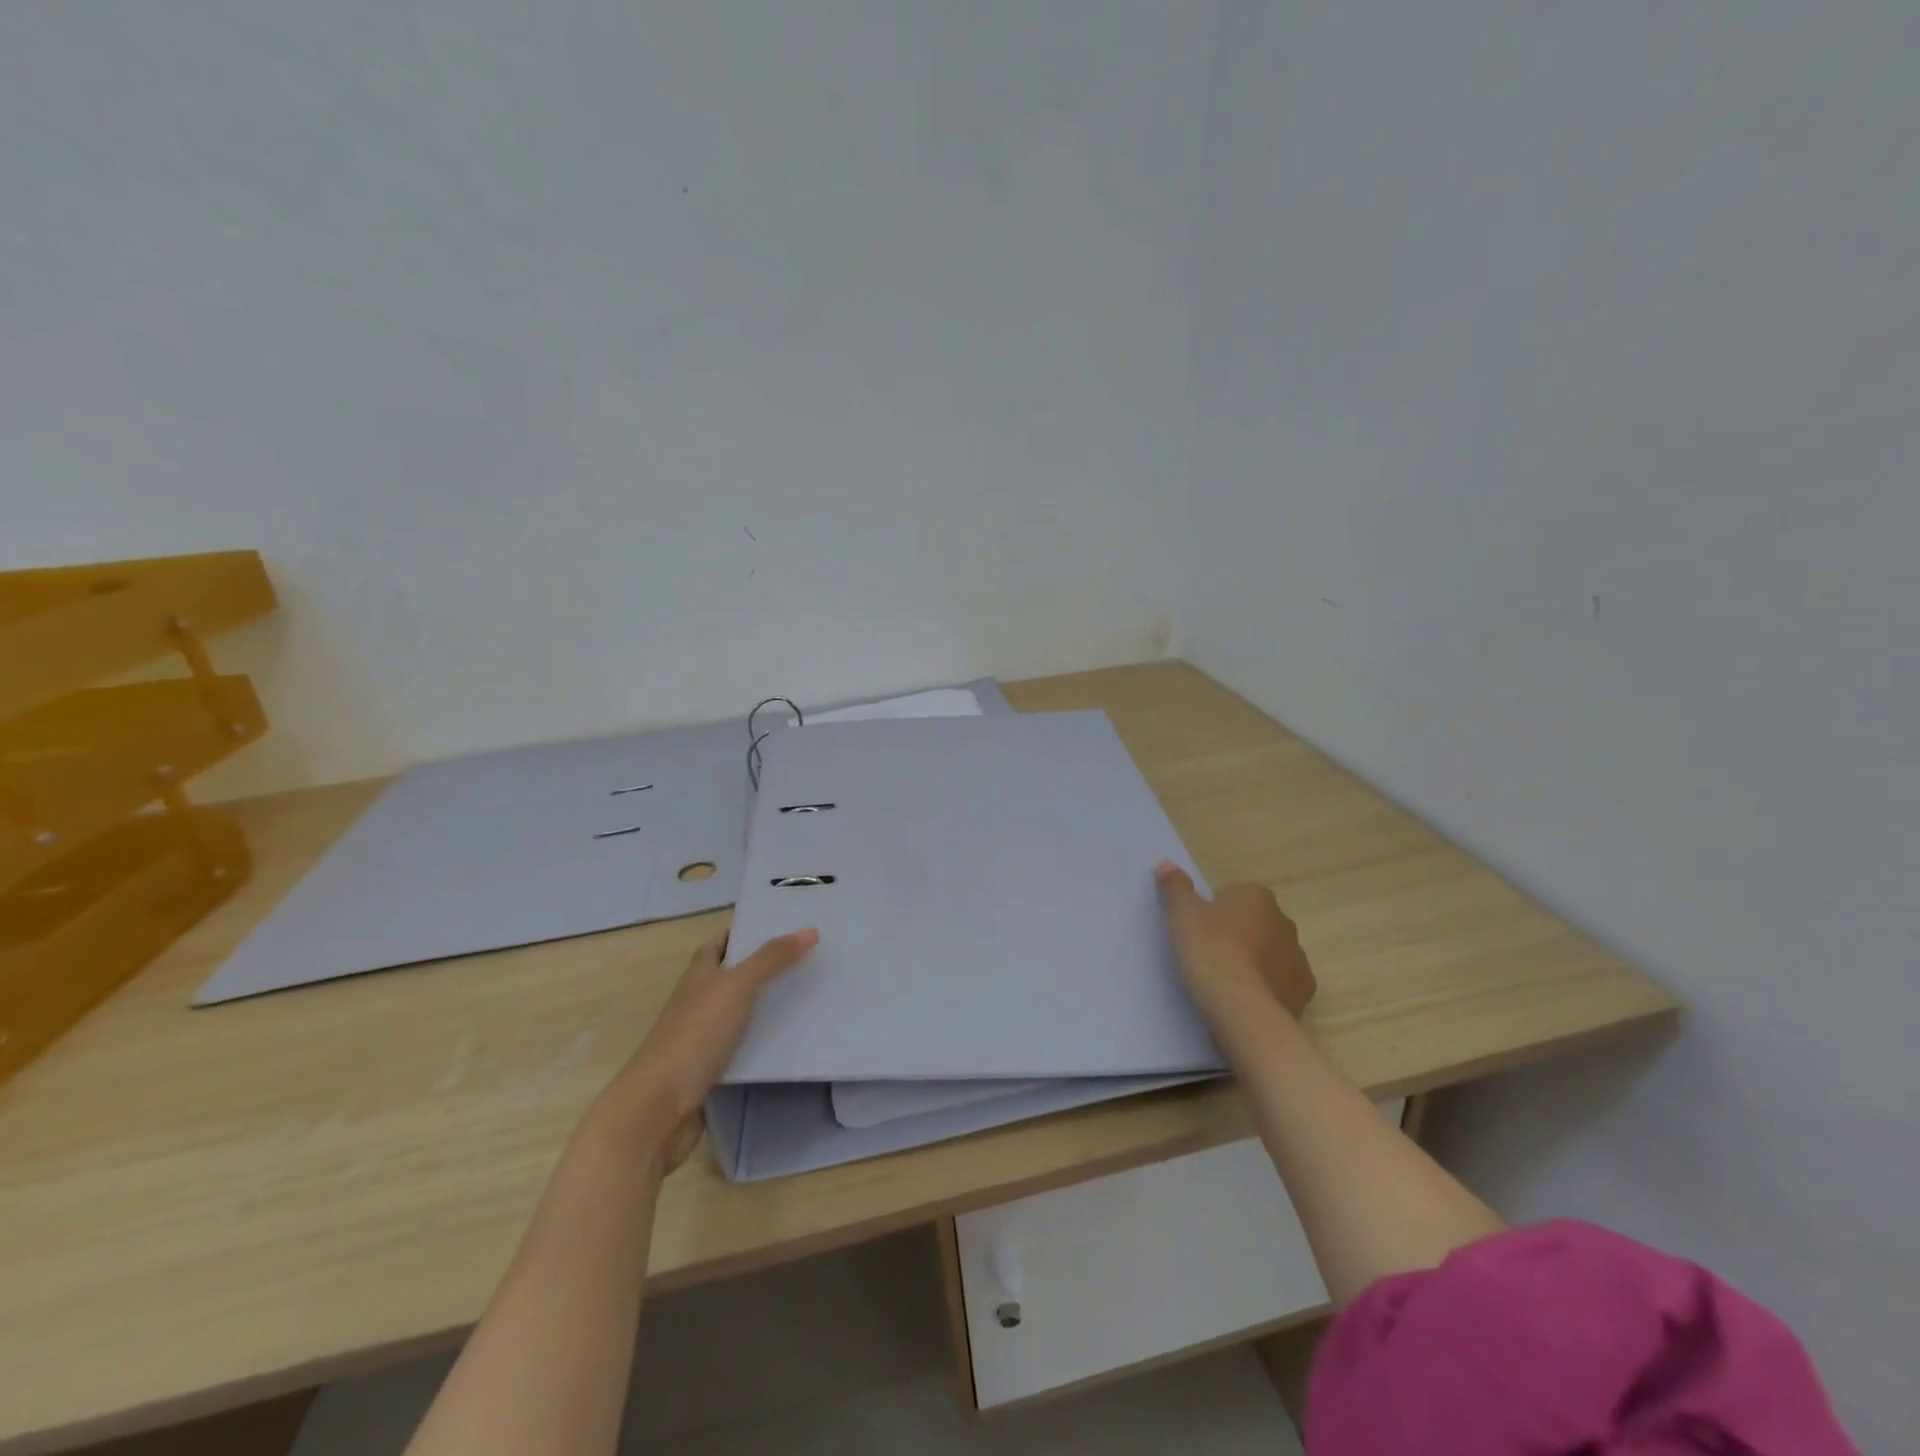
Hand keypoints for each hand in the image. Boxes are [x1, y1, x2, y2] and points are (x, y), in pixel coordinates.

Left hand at [595, 926, 817, 1171]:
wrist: (660, 1105)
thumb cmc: (696, 1033)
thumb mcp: (737, 985)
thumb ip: (772, 958)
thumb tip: (810, 930)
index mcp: (699, 973)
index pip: (721, 942)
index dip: (746, 932)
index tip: (783, 926)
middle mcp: (698, 999)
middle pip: (733, 975)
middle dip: (765, 966)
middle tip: (807, 958)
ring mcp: (702, 1034)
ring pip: (740, 1010)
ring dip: (767, 1002)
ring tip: (808, 992)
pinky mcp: (711, 1067)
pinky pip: (743, 1043)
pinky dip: (763, 1038)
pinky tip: (790, 1037)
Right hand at [1156, 862, 1315, 1027]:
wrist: (1241, 1010)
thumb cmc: (1210, 952)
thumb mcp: (1182, 915)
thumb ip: (1175, 887)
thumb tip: (1166, 864)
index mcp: (1258, 898)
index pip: (1235, 896)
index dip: (1215, 912)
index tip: (1200, 931)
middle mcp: (1285, 923)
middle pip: (1256, 924)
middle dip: (1238, 935)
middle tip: (1209, 954)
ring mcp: (1298, 960)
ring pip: (1271, 954)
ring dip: (1254, 962)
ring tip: (1225, 982)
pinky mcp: (1302, 993)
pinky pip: (1280, 983)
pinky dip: (1266, 988)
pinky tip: (1244, 1000)